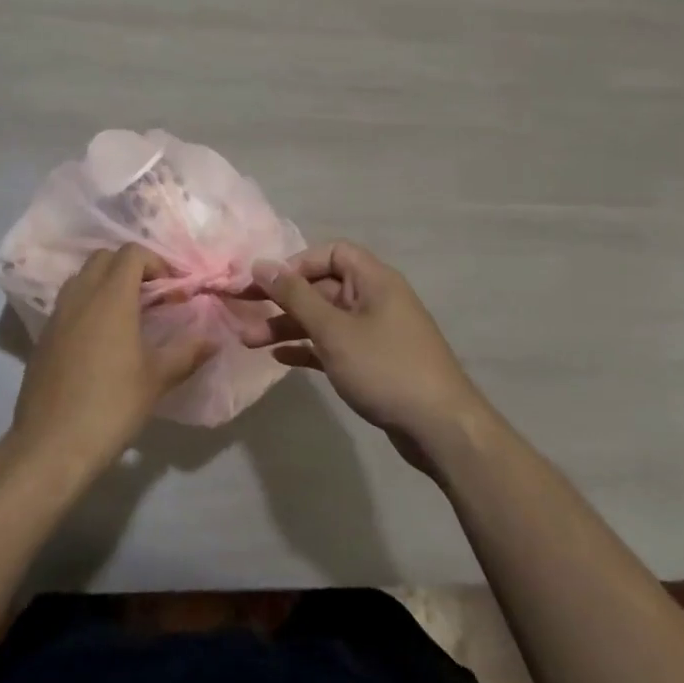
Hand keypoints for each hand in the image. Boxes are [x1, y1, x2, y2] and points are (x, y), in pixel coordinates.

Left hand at [5, 245, 217, 480]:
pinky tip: (102, 339)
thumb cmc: (111, 406)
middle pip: (104, 257)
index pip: (132, 253)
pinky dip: (88, 304)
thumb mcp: (157, 379)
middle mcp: (81, 295)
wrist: (51, 444)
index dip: (156, 263)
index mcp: (110, 297)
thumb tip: (214, 338)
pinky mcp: (44, 335)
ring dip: (107, 283)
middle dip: (131, 267)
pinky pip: (69, 302)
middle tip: (153, 297)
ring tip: (128, 315)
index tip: (173, 290)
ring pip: (83, 277)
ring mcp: (57, 314)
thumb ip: (187, 352)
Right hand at [252, 242, 487, 472]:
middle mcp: (375, 299)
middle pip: (322, 287)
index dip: (298, 263)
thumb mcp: (334, 330)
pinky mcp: (373, 362)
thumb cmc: (385, 367)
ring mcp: (375, 332)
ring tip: (249, 342)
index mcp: (374, 280)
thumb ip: (295, 296)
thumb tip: (262, 264)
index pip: (332, 253)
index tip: (269, 283)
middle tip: (242, 309)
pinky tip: (278, 358)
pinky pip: (333, 345)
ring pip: (324, 319)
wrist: (441, 429)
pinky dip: (307, 348)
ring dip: (288, 326)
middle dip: (283, 299)